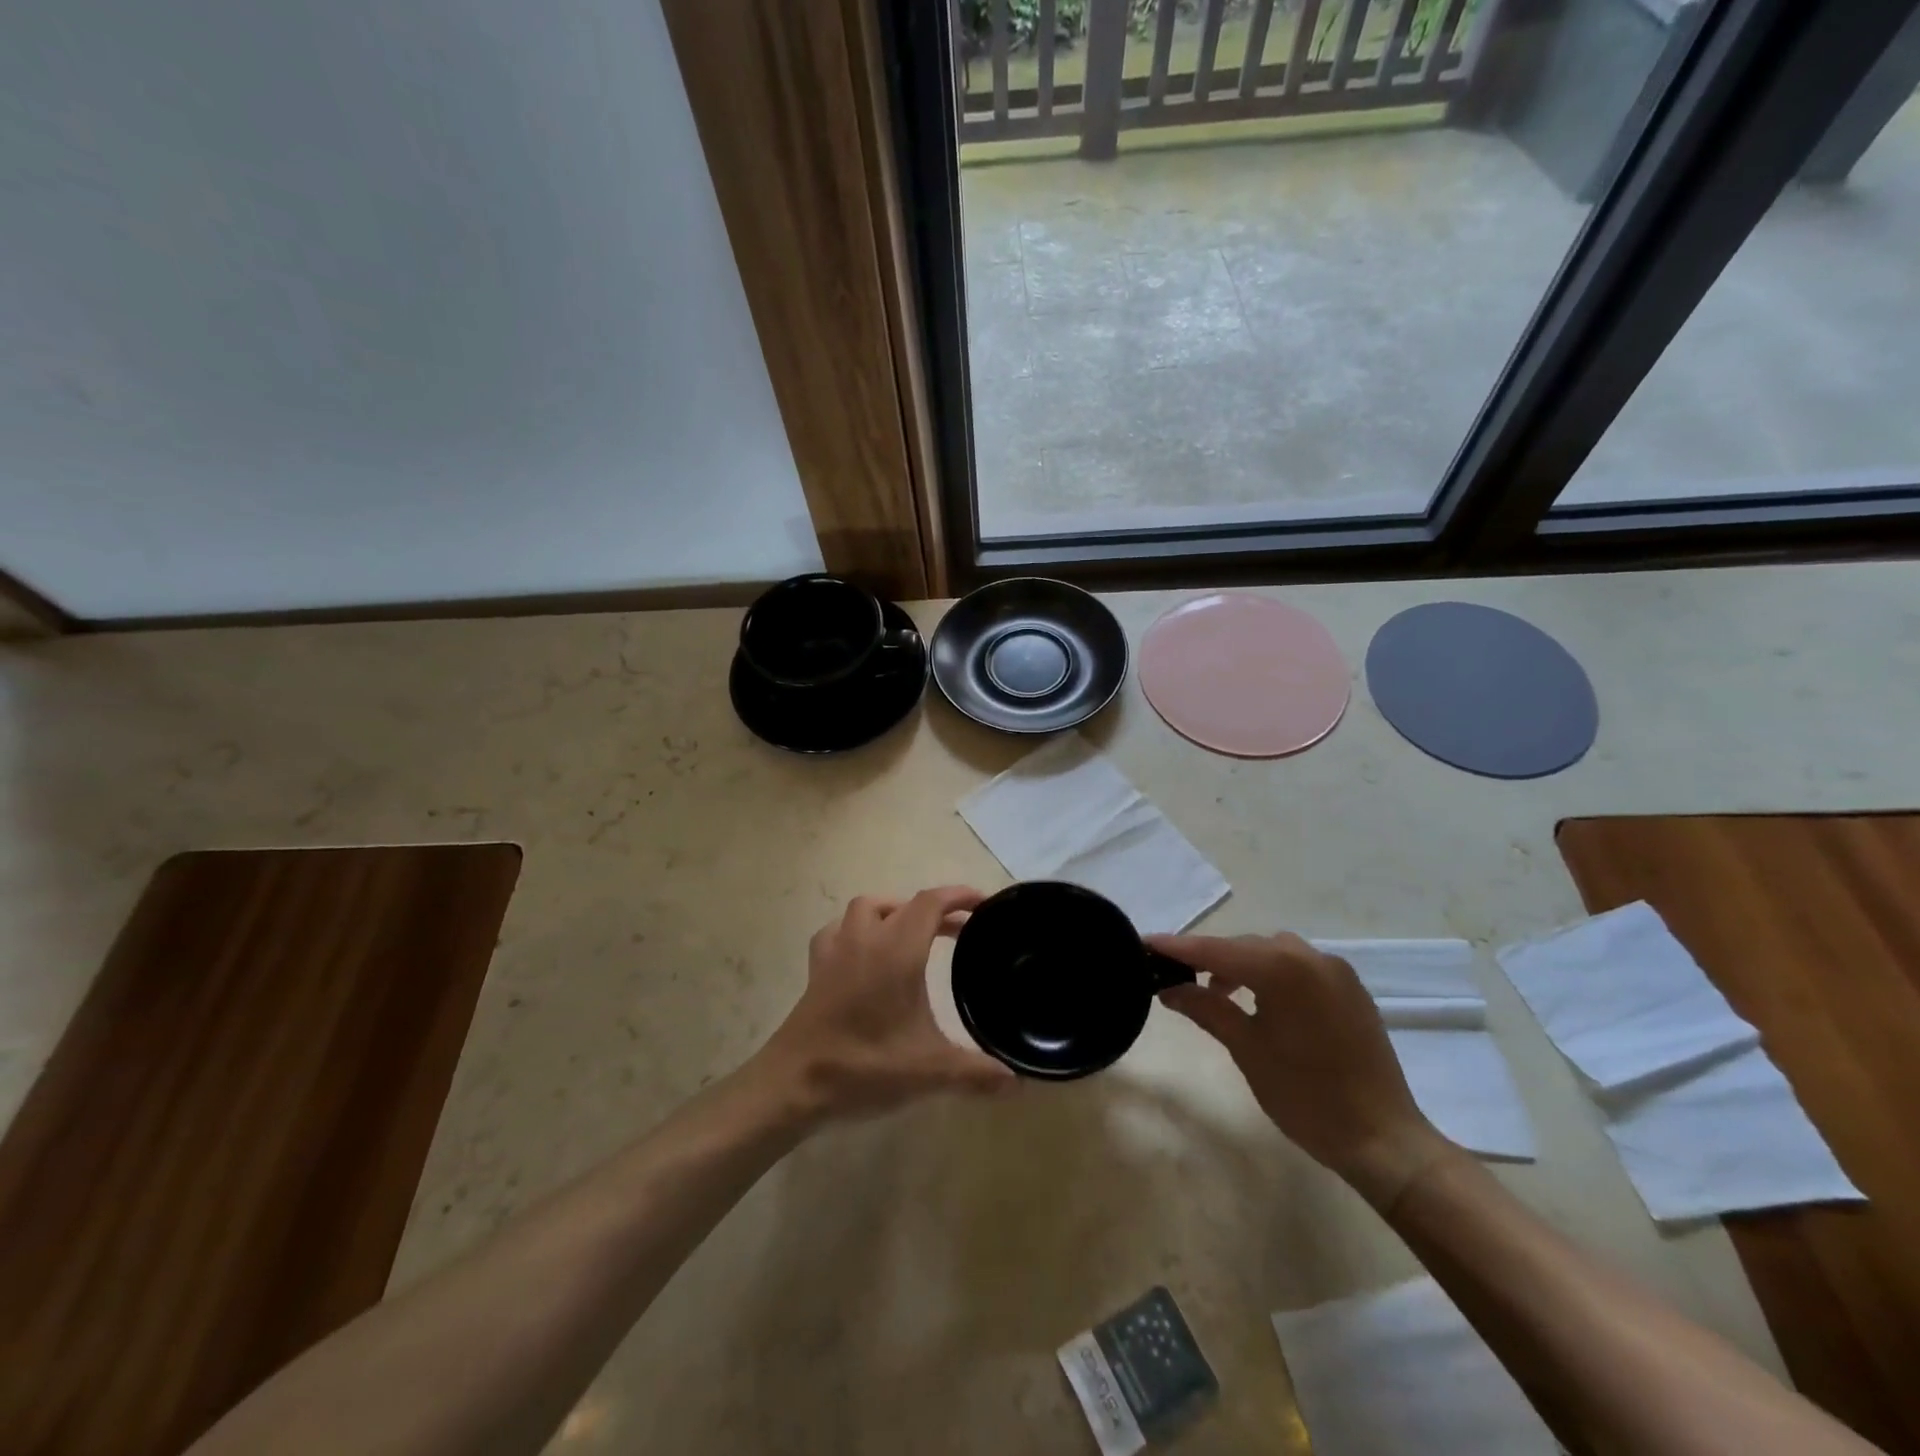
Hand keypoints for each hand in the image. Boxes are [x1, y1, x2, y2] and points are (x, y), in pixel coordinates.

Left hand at [758, 887, 1015, 1123]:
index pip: (931, 903)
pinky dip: (858, 930)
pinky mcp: (816, 969)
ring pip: (867, 908)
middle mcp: (866, 939)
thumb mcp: (929, 1072)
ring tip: (915, 935)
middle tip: (960, 931)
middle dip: (936, 910)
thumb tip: (1018, 1081)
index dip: (959, 896)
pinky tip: (866, 953)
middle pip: (904, 903)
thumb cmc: (864, 1067)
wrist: (792, 1085)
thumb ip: (976, 1073)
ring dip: (895, 912)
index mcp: (897, 950)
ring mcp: (836, 951)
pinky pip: (838, 930)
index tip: (984, 903)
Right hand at [1149, 931, 1457, 1207]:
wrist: (1384, 1140)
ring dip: (1242, 966)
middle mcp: (1311, 957)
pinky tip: (1260, 1002)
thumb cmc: (1307, 1097)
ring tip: (1218, 994)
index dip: (1178, 947)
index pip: (1217, 950)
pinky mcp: (1350, 989)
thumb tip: (1169, 988)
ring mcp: (1335, 971)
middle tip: (1177, 977)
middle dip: (1210, 958)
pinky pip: (1298, 967)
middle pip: (1245, 946)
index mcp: (1283, 968)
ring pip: (1272, 953)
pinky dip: (1271, 975)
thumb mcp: (1247, 1050)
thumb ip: (1206, 1008)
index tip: (1144, 943)